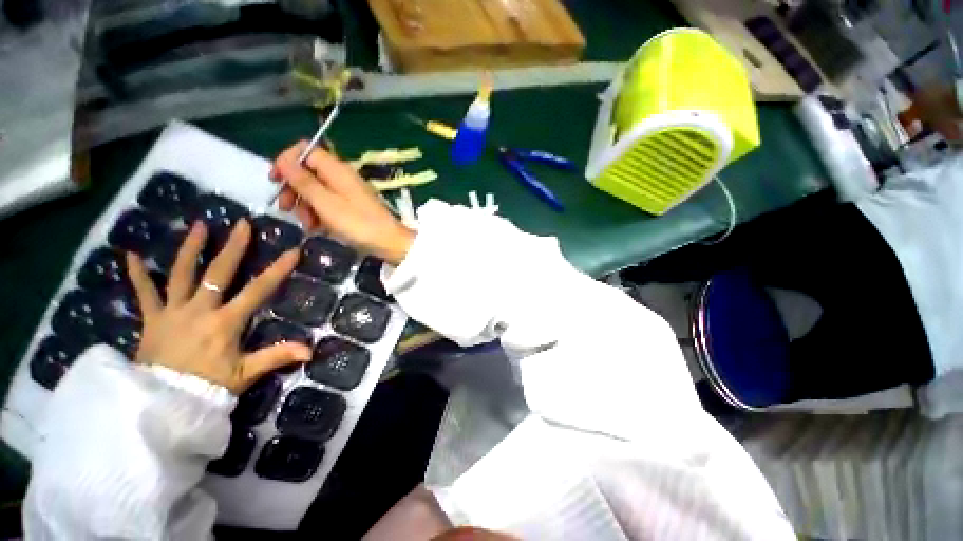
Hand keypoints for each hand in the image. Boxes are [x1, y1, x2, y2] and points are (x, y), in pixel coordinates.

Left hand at [125, 220, 311, 393]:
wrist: (162, 404)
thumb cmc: (208, 388)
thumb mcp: (245, 374)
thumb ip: (277, 357)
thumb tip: (310, 351)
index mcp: (225, 322)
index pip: (258, 290)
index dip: (277, 270)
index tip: (292, 251)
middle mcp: (199, 309)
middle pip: (218, 272)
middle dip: (233, 247)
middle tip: (242, 224)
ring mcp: (172, 312)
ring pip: (181, 274)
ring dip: (191, 248)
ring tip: (199, 226)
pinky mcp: (151, 319)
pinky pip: (143, 293)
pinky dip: (136, 274)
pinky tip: (130, 255)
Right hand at [271, 141, 414, 265]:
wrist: (388, 242)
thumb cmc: (357, 223)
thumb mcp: (325, 203)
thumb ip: (303, 181)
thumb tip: (284, 160)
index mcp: (336, 169)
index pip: (305, 150)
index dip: (287, 161)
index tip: (275, 181)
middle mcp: (342, 176)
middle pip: (308, 171)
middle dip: (293, 189)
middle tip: (285, 209)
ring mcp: (347, 192)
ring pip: (316, 190)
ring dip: (305, 205)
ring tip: (307, 225)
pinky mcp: (351, 206)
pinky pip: (328, 203)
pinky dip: (319, 213)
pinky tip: (317, 228)